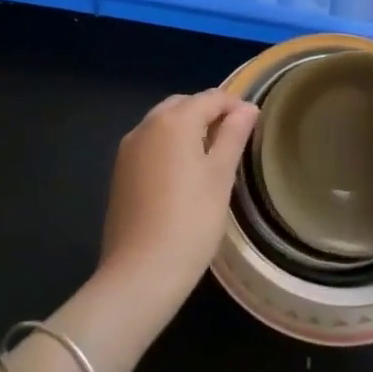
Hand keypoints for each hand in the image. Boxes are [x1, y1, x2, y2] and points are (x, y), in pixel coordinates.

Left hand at [100, 88, 257, 310]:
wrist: (140, 273)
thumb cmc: (191, 221)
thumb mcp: (221, 176)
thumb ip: (233, 136)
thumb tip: (246, 109)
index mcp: (173, 121)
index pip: (210, 98)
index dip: (234, 106)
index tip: (252, 124)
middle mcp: (146, 126)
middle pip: (183, 105)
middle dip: (208, 114)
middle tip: (233, 140)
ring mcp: (128, 149)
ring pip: (163, 124)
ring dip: (187, 129)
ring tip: (211, 157)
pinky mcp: (120, 173)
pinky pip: (149, 145)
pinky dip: (169, 147)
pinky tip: (183, 175)